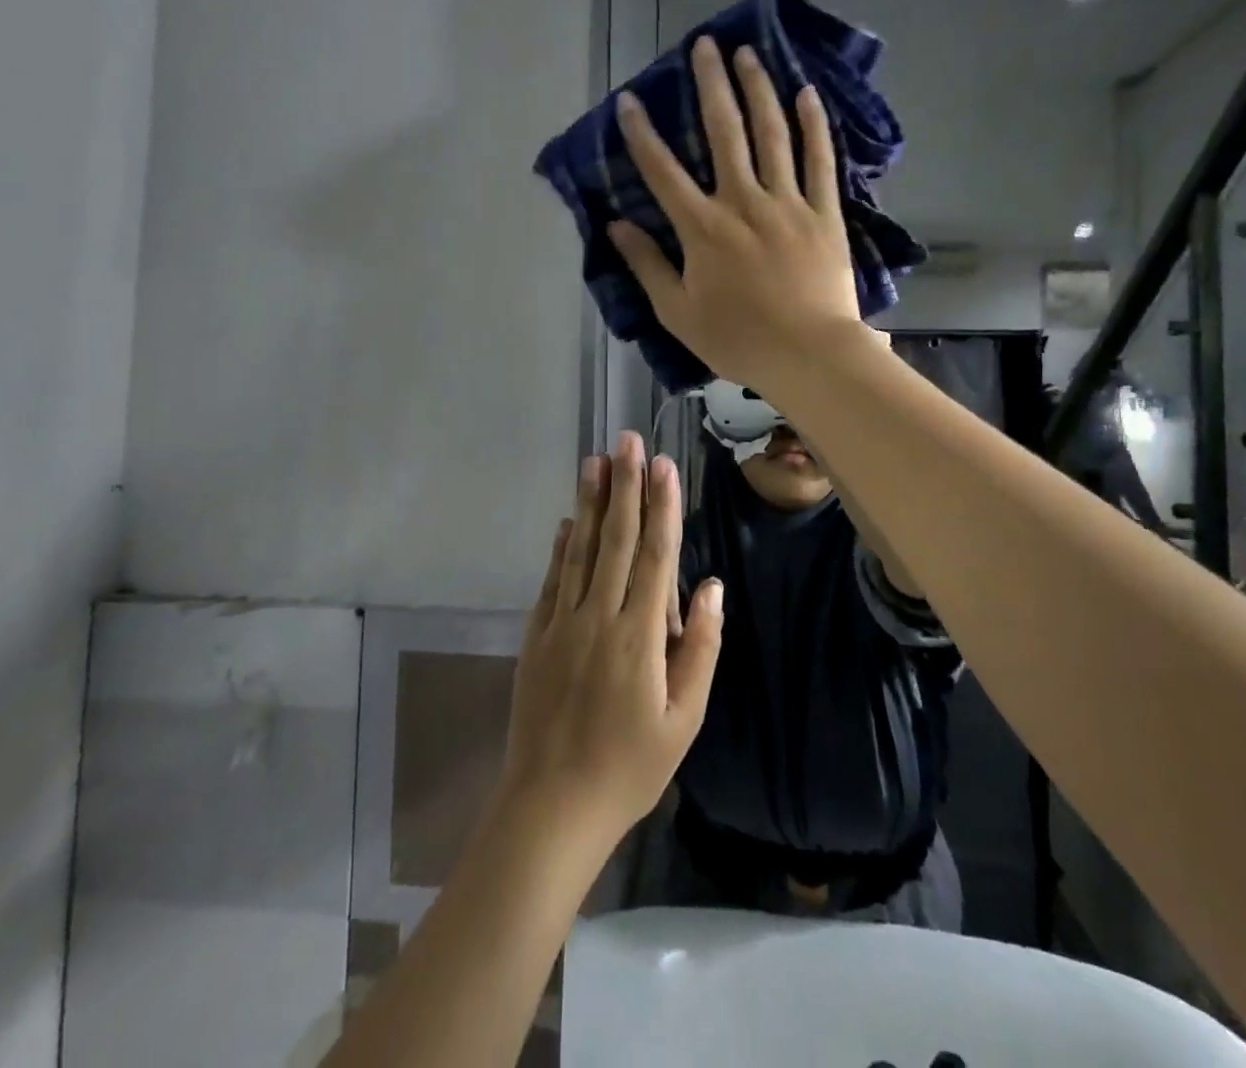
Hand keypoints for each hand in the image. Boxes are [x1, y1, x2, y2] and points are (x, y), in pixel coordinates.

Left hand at [501, 432, 723, 846]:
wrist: (551, 806)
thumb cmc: (629, 767)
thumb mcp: (683, 719)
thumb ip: (699, 648)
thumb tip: (710, 587)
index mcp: (639, 636)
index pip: (654, 556)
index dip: (661, 507)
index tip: (663, 465)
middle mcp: (598, 617)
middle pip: (614, 539)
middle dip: (624, 486)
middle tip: (626, 440)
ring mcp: (561, 624)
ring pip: (578, 550)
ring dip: (588, 502)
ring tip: (594, 461)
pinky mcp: (535, 637)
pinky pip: (551, 580)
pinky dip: (559, 547)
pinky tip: (565, 521)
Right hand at [609, 36, 862, 392]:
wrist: (809, 355)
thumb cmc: (738, 340)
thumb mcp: (678, 312)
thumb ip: (647, 265)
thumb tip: (615, 225)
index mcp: (703, 228)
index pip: (663, 171)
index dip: (642, 134)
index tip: (630, 101)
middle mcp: (743, 202)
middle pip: (723, 132)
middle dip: (710, 85)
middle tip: (704, 45)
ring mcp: (788, 203)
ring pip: (772, 134)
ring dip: (758, 89)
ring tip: (749, 53)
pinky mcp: (824, 213)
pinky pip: (819, 160)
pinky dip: (813, 125)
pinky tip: (807, 94)